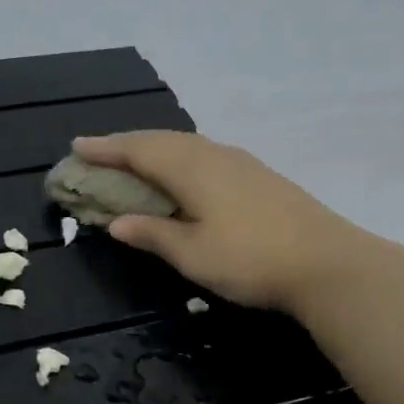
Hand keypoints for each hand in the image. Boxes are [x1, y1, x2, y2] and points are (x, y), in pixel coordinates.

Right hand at [72, 131, 367, 312]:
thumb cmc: (250, 260)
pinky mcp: (259, 176)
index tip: (76, 147)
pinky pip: (205, 155)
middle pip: (161, 141)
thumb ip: (152, 234)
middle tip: (98, 153)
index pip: (138, 150)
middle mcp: (214, 155)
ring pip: (186, 145)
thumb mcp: (192, 254)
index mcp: (191, 169)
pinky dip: (180, 159)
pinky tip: (183, 173)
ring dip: (154, 149)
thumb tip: (116, 222)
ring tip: (134, 160)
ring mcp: (241, 163)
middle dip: (126, 145)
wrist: (327, 263)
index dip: (105, 149)